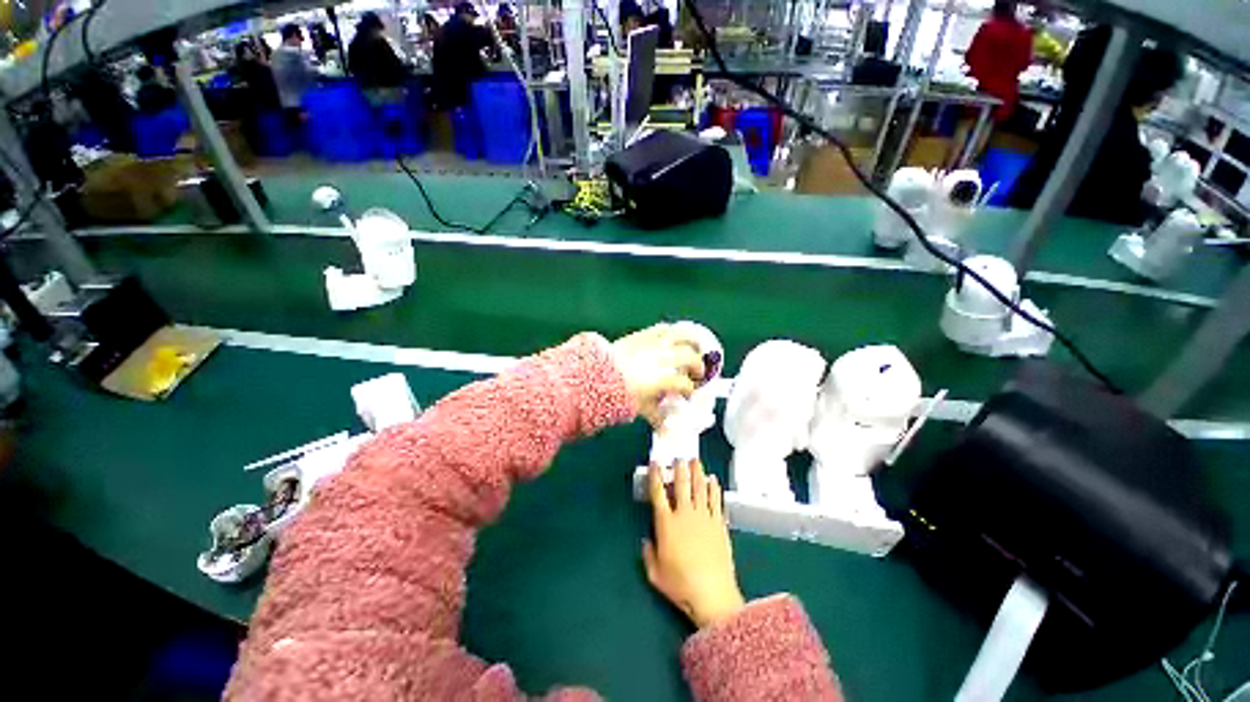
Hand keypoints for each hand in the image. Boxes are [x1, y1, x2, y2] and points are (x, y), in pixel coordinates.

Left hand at [612, 324, 704, 426]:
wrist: (597, 375)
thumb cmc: (621, 393)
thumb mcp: (641, 408)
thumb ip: (658, 419)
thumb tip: (668, 434)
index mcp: (664, 379)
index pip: (686, 385)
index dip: (690, 391)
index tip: (688, 395)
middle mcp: (664, 358)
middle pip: (691, 358)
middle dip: (698, 367)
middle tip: (697, 373)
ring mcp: (655, 344)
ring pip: (683, 337)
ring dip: (693, 343)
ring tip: (696, 348)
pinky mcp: (644, 335)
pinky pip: (663, 329)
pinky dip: (672, 332)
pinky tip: (674, 336)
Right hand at [643, 460, 745, 628]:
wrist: (712, 593)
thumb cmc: (680, 584)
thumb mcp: (655, 573)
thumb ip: (648, 554)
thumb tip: (646, 540)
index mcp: (666, 523)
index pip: (658, 493)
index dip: (655, 476)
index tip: (656, 463)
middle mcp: (684, 514)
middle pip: (681, 484)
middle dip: (679, 468)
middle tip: (679, 456)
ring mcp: (704, 517)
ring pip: (699, 487)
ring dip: (697, 472)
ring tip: (695, 460)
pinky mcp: (718, 523)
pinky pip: (715, 500)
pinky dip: (714, 488)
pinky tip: (713, 480)